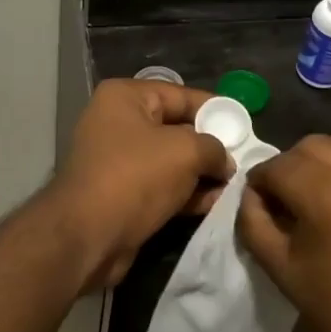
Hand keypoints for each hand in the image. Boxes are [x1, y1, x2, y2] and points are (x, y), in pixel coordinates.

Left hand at [49, 79, 232, 288]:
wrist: (87, 236)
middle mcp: (117, 123)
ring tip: (232, 186)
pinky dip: (185, 194)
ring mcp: (117, 160)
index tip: (243, 127)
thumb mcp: (186, 151)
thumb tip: (224, 162)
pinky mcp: (121, 194)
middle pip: (176, 128)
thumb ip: (214, 148)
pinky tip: (213, 204)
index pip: (180, 95)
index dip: (215, 110)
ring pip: (171, 161)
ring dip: (201, 174)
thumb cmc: (135, 177)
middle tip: (241, 161)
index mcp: (125, 98)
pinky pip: (161, 186)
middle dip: (209, 146)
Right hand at [237, 134, 330, 331]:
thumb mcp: (283, 271)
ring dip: (318, 159)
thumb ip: (255, 225)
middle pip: (307, 147)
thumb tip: (250, 197)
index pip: (276, 166)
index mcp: (323, 193)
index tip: (257, 206)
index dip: (259, 183)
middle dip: (287, 166)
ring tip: (314, 193)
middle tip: (283, 200)